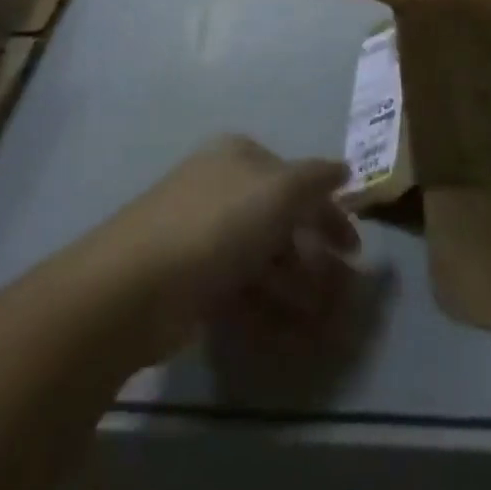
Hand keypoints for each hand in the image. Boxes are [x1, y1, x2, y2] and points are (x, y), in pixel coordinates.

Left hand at [77, 135, 358, 368]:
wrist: (135, 286)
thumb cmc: (216, 224)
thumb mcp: (278, 191)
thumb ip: (315, 179)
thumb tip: (344, 168)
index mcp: (239, 156)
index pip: (296, 178)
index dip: (328, 210)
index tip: (355, 248)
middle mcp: (222, 188)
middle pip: (280, 219)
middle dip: (314, 254)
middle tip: (342, 289)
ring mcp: (205, 235)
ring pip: (263, 258)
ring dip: (297, 286)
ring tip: (323, 319)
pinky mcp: (192, 281)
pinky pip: (242, 290)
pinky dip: (269, 308)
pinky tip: (293, 333)